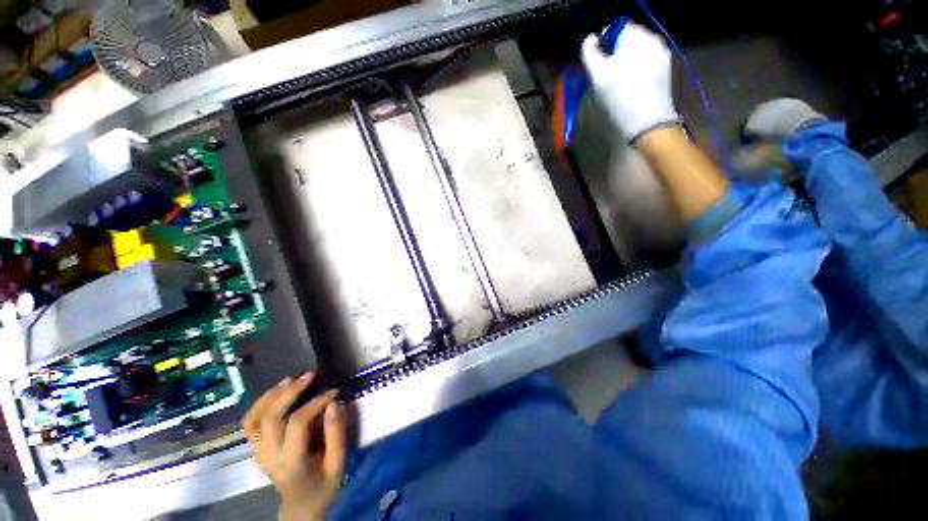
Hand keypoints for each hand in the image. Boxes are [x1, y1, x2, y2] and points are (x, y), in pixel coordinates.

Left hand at [243, 374, 346, 520]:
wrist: (301, 506)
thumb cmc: (323, 485)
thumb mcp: (338, 463)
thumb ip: (336, 434)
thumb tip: (334, 403)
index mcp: (292, 463)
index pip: (297, 424)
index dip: (316, 402)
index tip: (334, 391)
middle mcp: (270, 457)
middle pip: (271, 418)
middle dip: (290, 392)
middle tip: (309, 375)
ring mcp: (259, 453)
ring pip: (254, 419)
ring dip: (271, 396)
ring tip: (290, 379)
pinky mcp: (256, 450)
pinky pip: (249, 424)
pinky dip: (259, 405)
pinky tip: (275, 393)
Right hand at [581, 22, 678, 141]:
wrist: (647, 124)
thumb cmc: (619, 99)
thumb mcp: (597, 77)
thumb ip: (590, 54)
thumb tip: (590, 40)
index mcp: (634, 37)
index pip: (614, 28)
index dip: (602, 44)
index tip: (596, 65)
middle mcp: (652, 39)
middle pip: (626, 39)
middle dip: (614, 54)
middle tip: (606, 77)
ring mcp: (661, 54)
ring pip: (636, 51)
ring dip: (624, 62)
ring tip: (619, 84)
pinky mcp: (665, 69)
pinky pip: (645, 62)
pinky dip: (636, 70)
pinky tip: (631, 87)